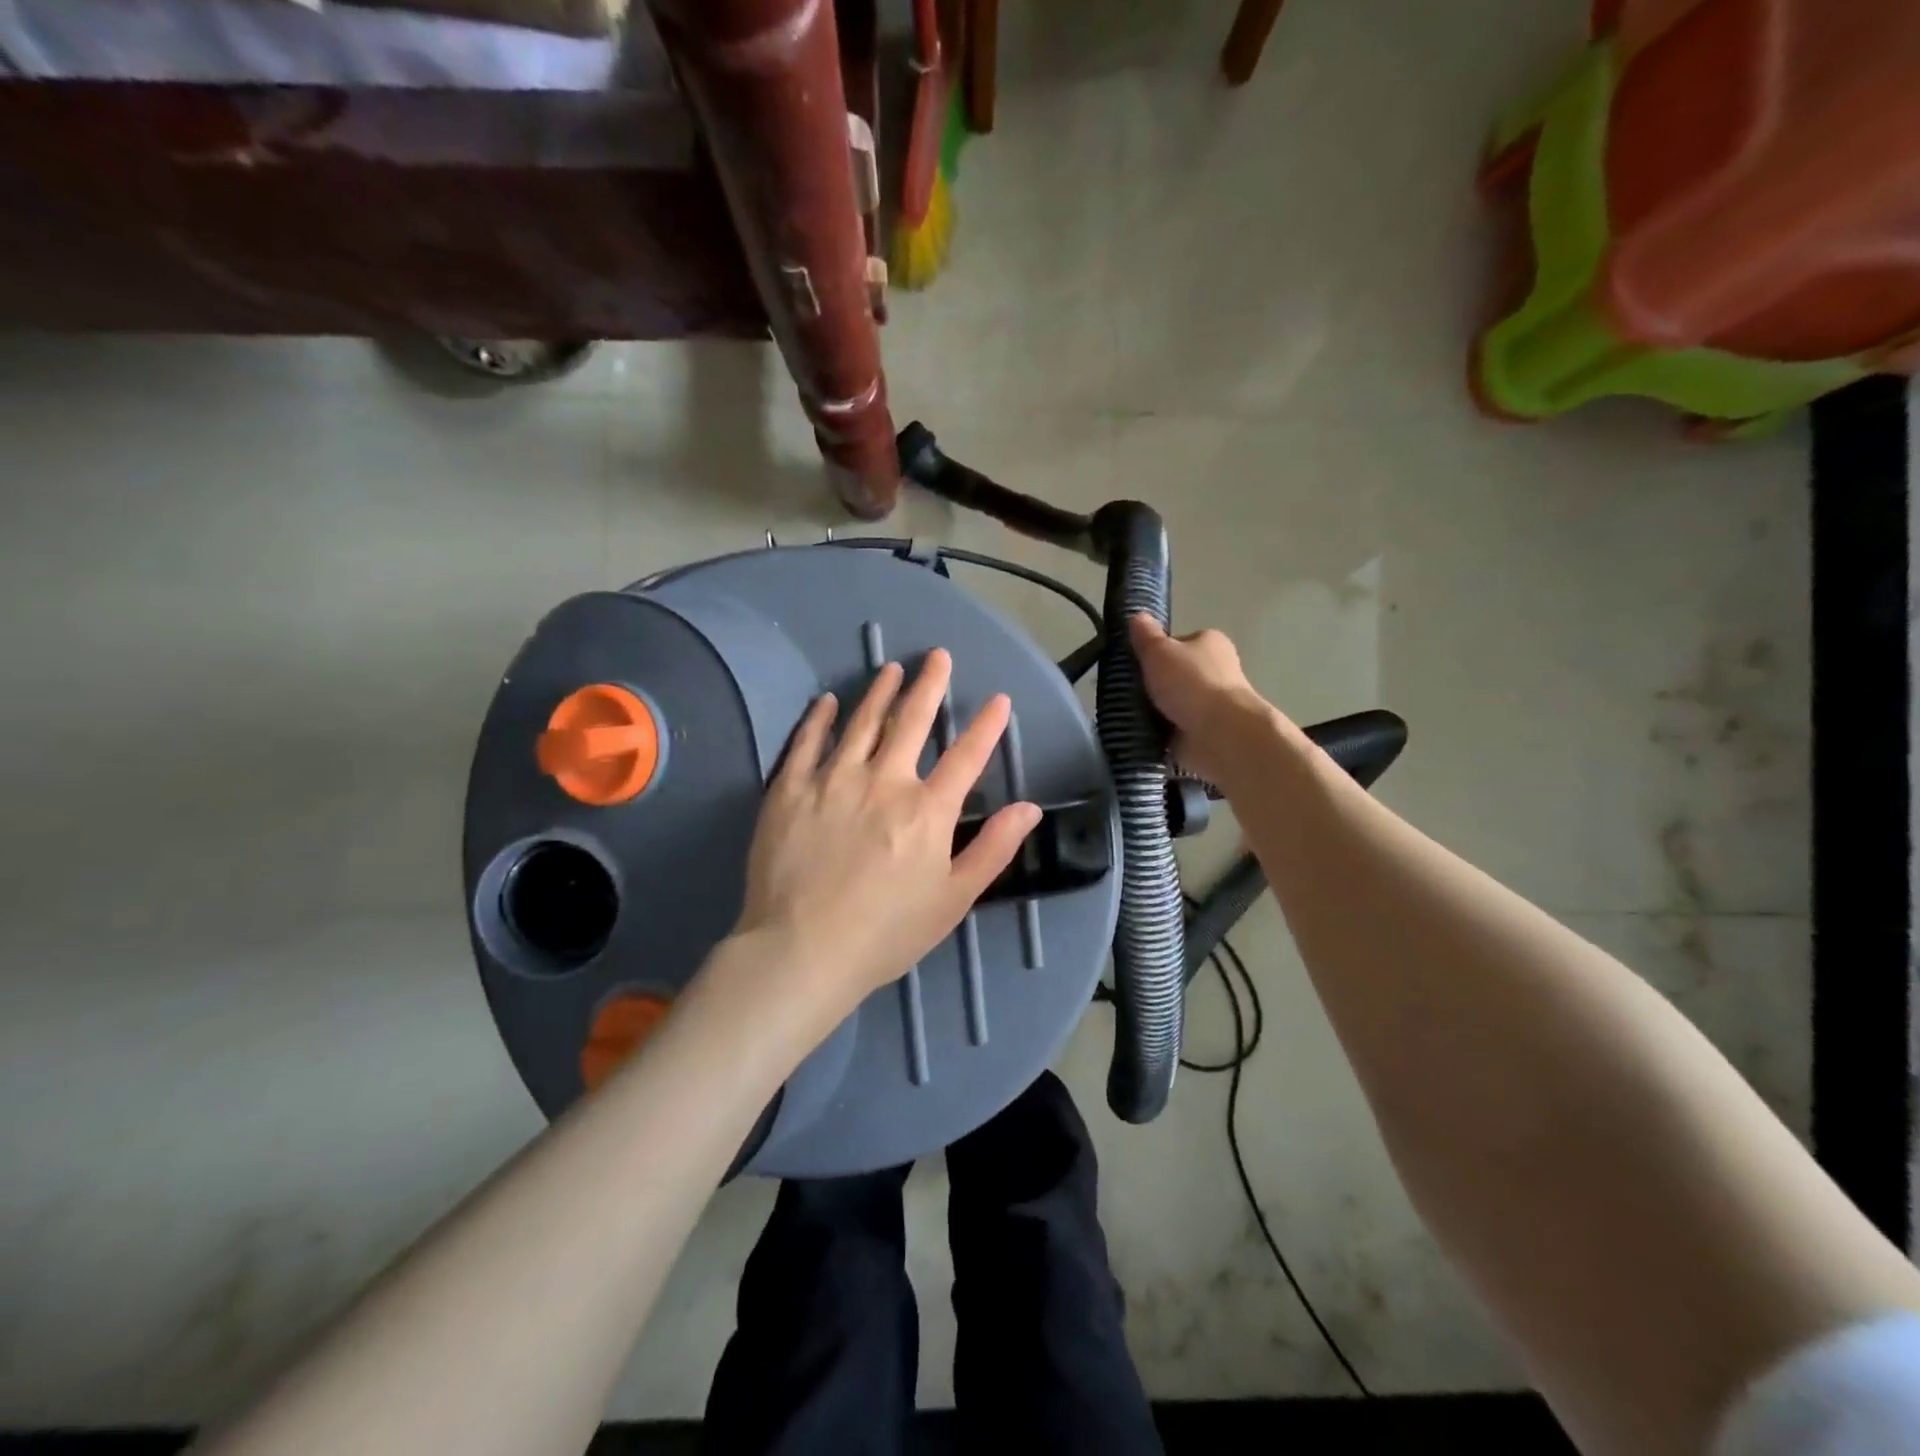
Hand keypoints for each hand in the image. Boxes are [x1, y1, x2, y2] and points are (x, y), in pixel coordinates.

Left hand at [733, 649, 1041, 1019]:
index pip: (966, 756)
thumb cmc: (886, 933)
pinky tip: (828, 702)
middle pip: (911, 721)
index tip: (998, 699)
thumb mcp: (954, 899)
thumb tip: (1029, 808)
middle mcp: (883, 781)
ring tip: (891, 669)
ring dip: (880, 692)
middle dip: (928, 685)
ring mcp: (832, 780)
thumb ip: (993, 849)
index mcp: (927, 809)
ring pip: (861, 722)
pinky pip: (806, 742)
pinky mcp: (790, 789)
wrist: (802, 951)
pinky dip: (820, 718)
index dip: (986, 726)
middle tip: (936, 656)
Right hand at [1130, 615, 1275, 785]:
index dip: (1155, 651)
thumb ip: (1146, 636)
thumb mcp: (1160, 652)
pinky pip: (1174, 730)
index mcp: (1210, 643)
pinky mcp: (1205, 732)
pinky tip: (1139, 735)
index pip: (1178, 642)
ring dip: (1155, 711)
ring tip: (1126, 715)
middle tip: (1124, 691)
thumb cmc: (1192, 683)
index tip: (1134, 664)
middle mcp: (1216, 671)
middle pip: (1176, 674)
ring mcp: (1212, 704)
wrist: (1220, 734)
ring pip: (1174, 703)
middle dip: (1153, 684)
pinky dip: (1160, 733)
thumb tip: (1136, 615)